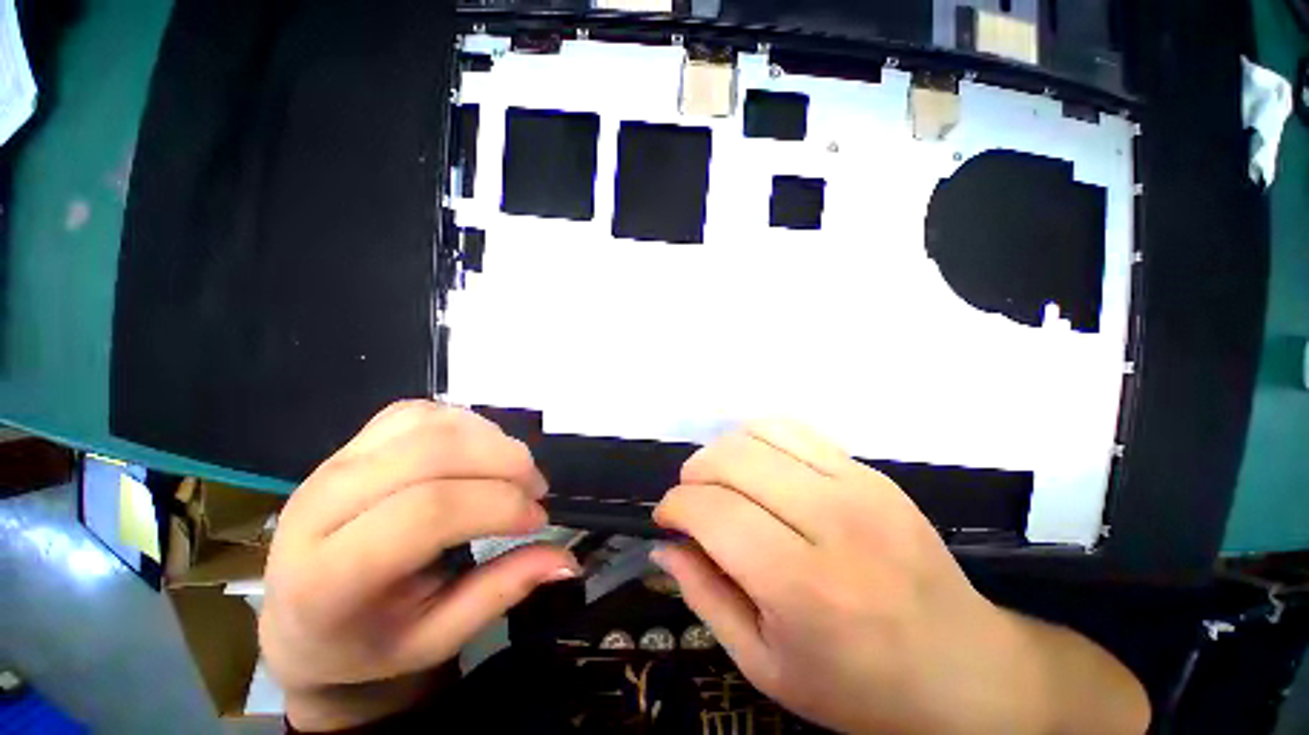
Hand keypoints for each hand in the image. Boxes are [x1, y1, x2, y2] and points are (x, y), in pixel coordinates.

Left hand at [259, 401, 579, 730]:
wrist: (301, 618)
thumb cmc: (367, 642)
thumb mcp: (435, 638)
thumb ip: (502, 592)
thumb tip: (569, 561)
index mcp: (329, 575)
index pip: (428, 512)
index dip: (498, 505)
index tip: (538, 519)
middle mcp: (320, 506)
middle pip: (432, 453)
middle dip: (505, 463)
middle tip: (536, 489)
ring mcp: (332, 463)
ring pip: (430, 424)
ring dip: (491, 439)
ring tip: (515, 469)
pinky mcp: (351, 443)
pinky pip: (420, 412)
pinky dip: (466, 423)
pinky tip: (481, 451)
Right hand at [652, 422, 1149, 734]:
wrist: (965, 671)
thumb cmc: (860, 689)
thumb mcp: (766, 666)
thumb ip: (705, 597)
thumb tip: (664, 544)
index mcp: (803, 585)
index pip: (713, 511)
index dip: (674, 506)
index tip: (665, 518)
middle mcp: (830, 520)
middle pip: (732, 460)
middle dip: (692, 473)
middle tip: (688, 498)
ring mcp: (857, 486)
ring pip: (760, 433)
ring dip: (722, 450)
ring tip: (718, 479)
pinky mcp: (871, 471)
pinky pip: (795, 429)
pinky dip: (758, 438)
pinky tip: (756, 465)